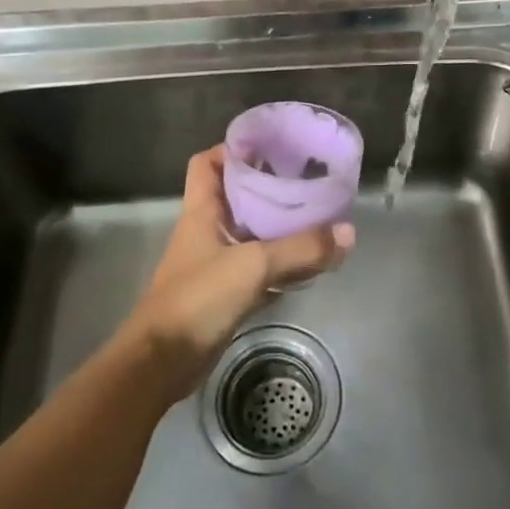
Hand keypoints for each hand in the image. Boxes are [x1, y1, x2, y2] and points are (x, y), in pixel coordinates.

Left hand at [119, 146, 354, 400]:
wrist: (162, 362)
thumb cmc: (198, 299)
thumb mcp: (252, 266)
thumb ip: (300, 249)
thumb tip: (347, 233)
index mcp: (201, 211)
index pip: (208, 163)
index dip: (234, 149)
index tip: (272, 146)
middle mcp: (207, 231)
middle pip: (237, 195)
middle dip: (270, 185)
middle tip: (308, 179)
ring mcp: (215, 263)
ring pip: (250, 232)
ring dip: (279, 224)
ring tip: (316, 214)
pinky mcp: (225, 292)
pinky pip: (258, 267)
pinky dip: (280, 262)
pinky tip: (308, 261)